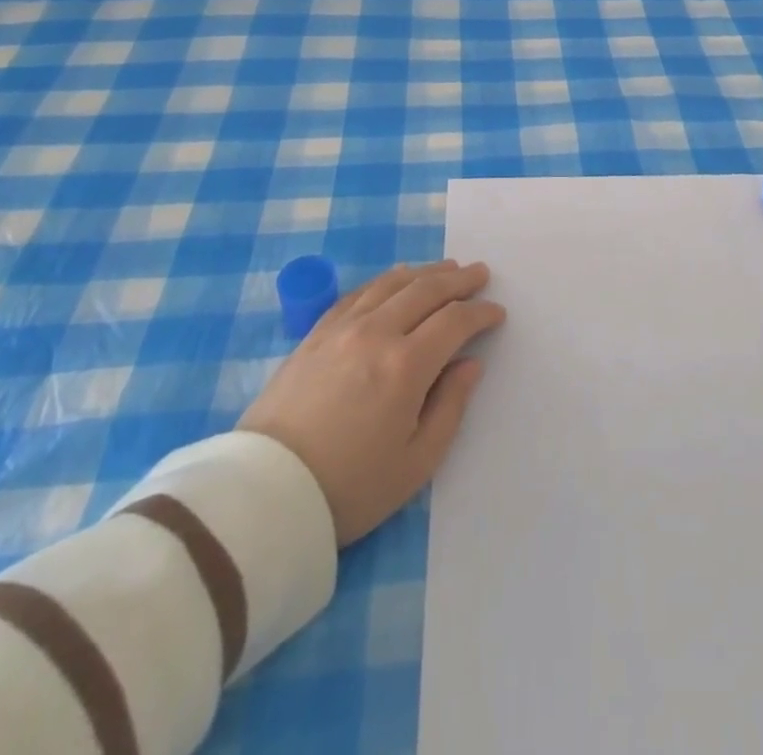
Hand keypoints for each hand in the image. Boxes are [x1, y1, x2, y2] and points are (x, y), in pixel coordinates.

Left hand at [239, 259, 505, 545]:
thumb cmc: (350, 487)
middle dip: (459, 280)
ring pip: (392, 284)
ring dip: (425, 273)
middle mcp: (376, 333)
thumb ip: (450, 407)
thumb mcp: (416, 463)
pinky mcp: (315, 334)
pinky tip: (395, 280)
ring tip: (446, 269)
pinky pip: (358, 293)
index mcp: (406, 365)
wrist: (266, 494)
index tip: (496, 313)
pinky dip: (385, 280)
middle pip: (426, 290)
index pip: (454, 321)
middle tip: (480, 274)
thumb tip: (470, 364)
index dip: (480, 313)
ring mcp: (342, 329)